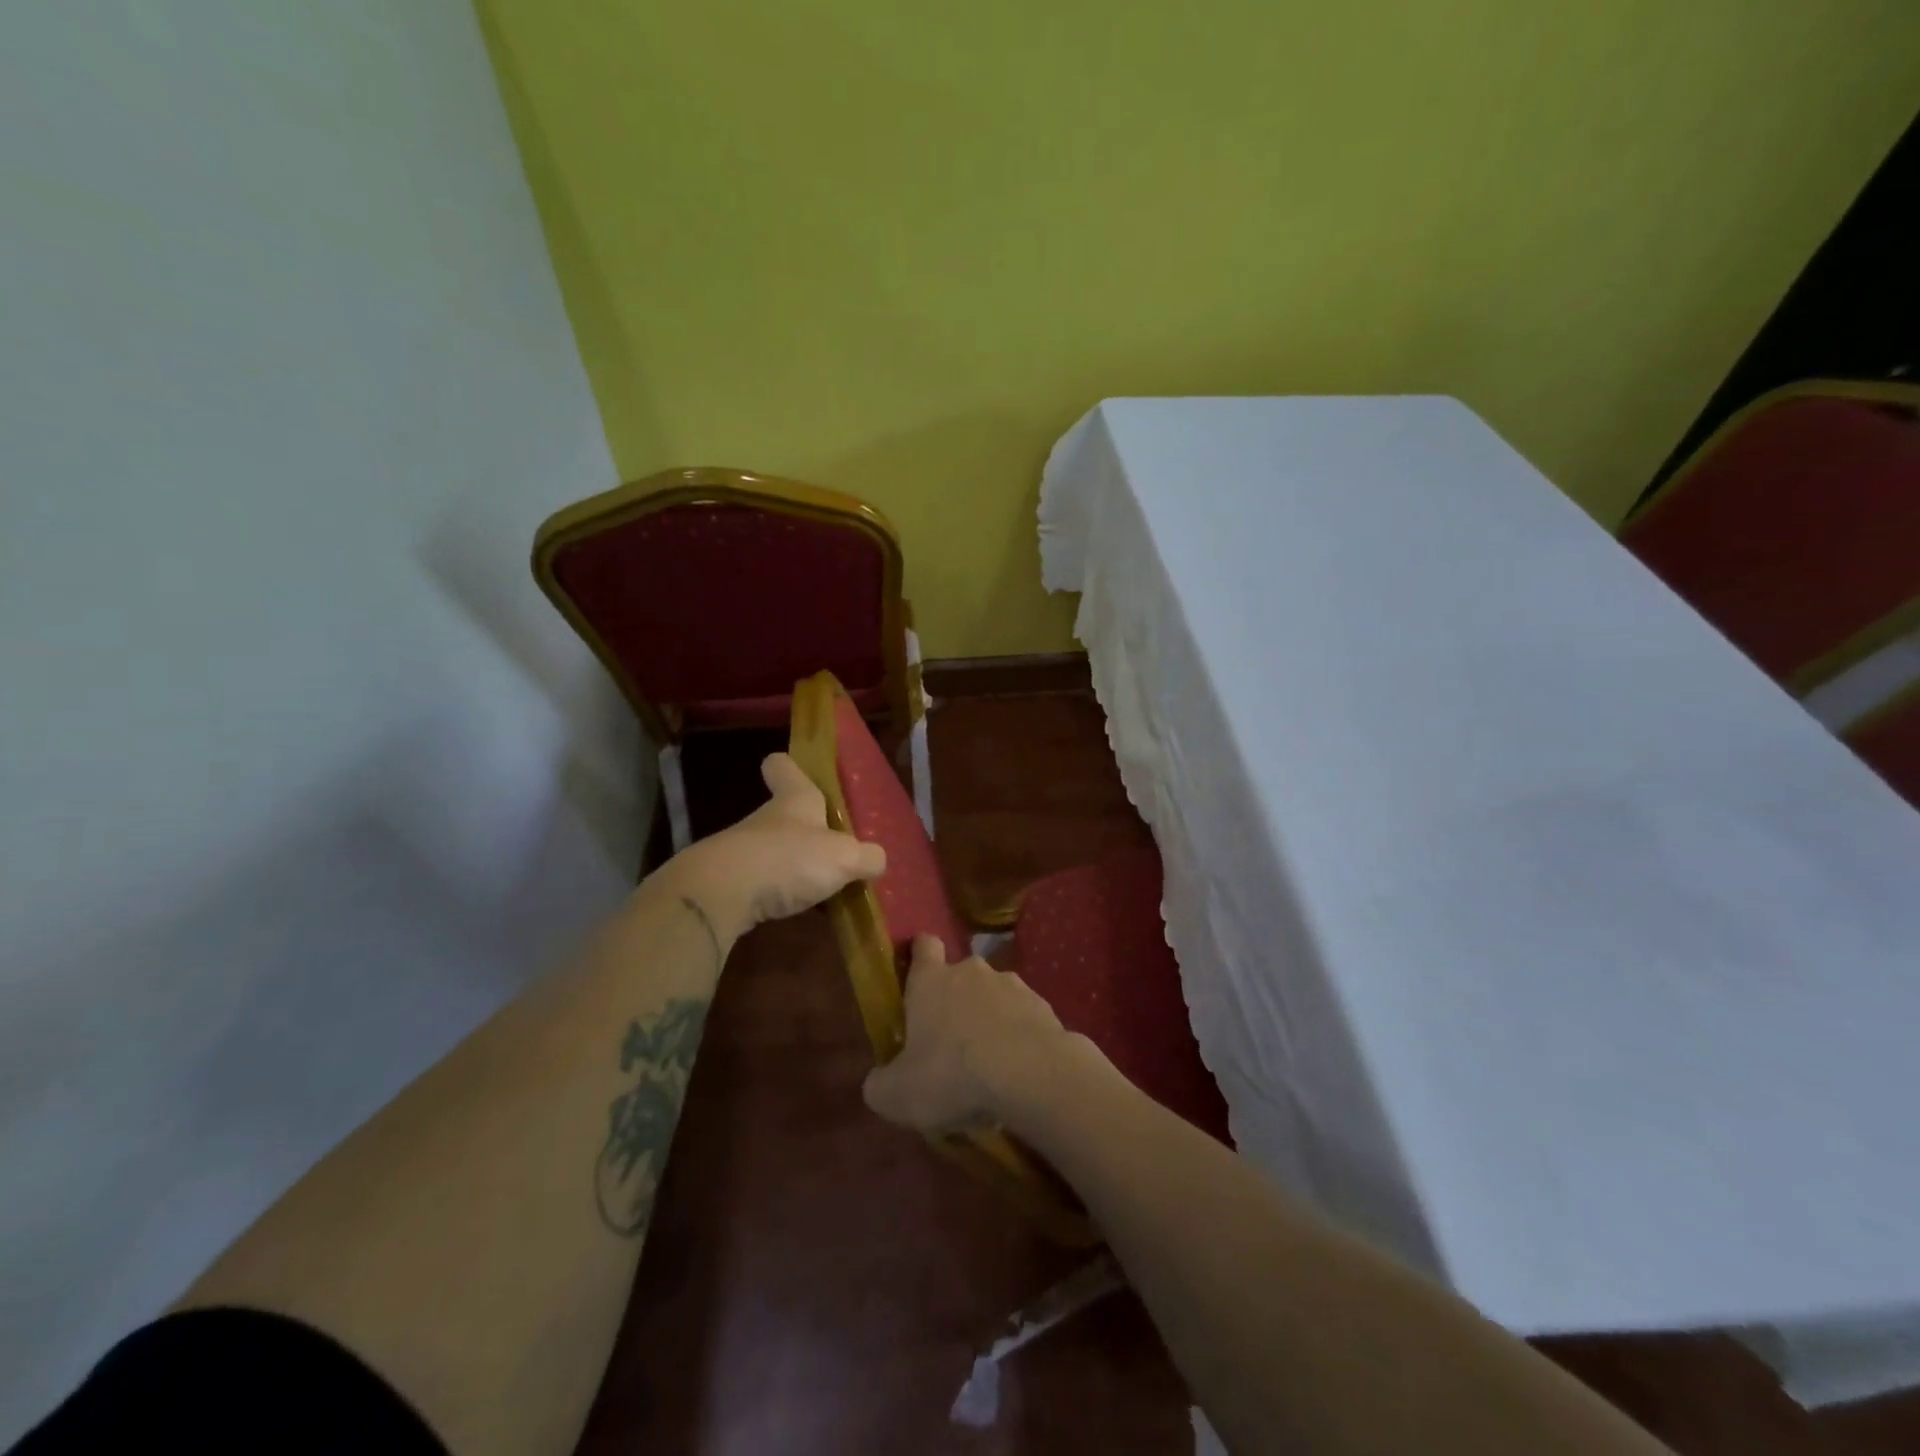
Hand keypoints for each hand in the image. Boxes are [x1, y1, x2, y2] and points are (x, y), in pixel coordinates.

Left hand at [655, 753, 885, 941]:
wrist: (721, 894)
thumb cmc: (789, 859)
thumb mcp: (844, 858)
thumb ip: (866, 857)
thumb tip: (877, 859)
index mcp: (795, 800)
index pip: (784, 767)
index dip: (789, 766)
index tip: (794, 768)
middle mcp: (767, 819)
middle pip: (784, 813)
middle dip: (806, 828)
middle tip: (834, 848)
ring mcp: (744, 850)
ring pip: (774, 850)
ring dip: (793, 865)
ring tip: (822, 887)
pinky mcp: (730, 883)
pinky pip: (762, 883)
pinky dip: (777, 894)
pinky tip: (796, 911)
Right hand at [862, 934, 1081, 1132]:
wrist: (1031, 1074)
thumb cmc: (952, 1075)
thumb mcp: (898, 1094)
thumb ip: (881, 1085)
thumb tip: (879, 1082)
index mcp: (931, 981)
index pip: (924, 946)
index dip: (920, 954)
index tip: (918, 972)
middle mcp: (971, 972)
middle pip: (960, 976)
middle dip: (956, 1002)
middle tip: (951, 1044)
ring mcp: (1013, 985)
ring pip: (995, 997)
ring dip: (990, 1021)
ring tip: (989, 1065)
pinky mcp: (1044, 1007)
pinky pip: (1024, 1020)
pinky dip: (1019, 1039)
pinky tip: (1018, 1074)